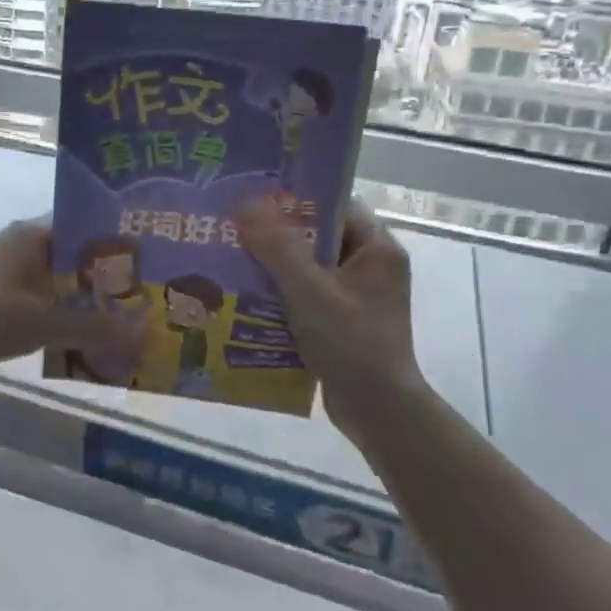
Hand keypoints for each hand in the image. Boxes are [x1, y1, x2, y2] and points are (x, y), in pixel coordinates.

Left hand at [0, 220, 141, 374]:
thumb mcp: (44, 322)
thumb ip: (94, 328)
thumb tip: (145, 334)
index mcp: (33, 235)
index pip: (86, 225)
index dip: (117, 240)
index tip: (150, 256)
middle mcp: (24, 245)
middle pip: (76, 255)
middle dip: (108, 275)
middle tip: (148, 290)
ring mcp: (13, 272)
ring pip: (62, 279)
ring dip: (88, 296)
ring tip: (128, 313)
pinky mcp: (5, 297)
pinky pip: (47, 299)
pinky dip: (68, 312)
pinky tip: (92, 332)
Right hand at [234, 195, 431, 435]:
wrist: (378, 411)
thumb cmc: (352, 342)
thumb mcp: (310, 290)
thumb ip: (277, 246)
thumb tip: (244, 203)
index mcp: (377, 249)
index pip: (335, 207)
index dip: (297, 200)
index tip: (254, 198)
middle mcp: (371, 267)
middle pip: (318, 238)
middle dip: (277, 236)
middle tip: (234, 229)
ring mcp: (357, 297)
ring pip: (309, 269)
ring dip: (274, 268)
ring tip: (232, 260)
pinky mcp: (343, 323)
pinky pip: (307, 297)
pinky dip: (281, 296)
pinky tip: (246, 298)